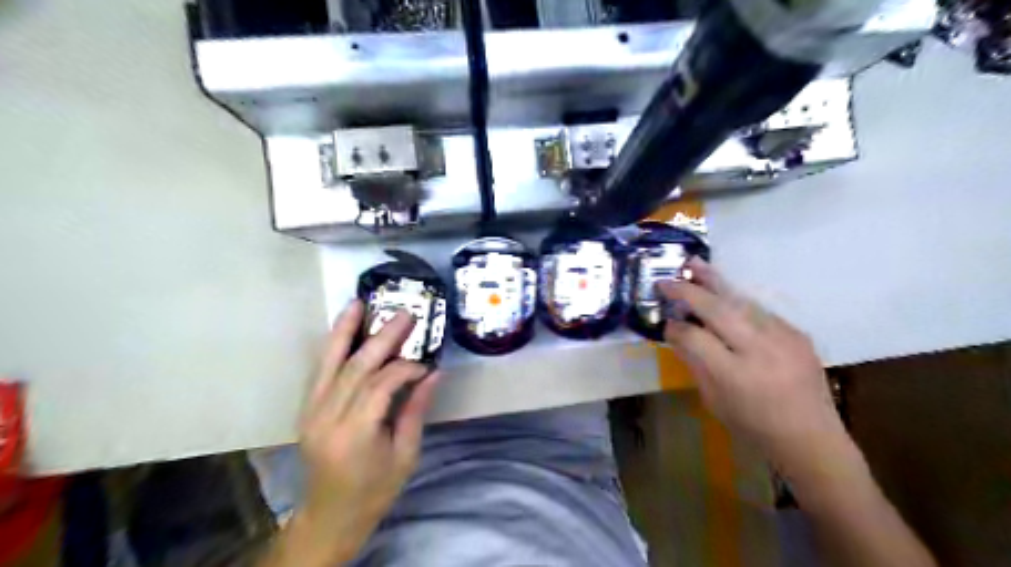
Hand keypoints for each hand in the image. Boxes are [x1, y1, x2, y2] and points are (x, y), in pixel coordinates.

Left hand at [293, 301, 437, 561]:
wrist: (329, 517)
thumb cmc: (374, 491)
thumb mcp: (405, 455)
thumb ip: (416, 410)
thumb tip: (434, 373)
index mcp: (355, 434)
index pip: (381, 386)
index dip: (406, 368)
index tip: (426, 363)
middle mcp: (328, 418)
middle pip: (356, 368)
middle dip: (383, 338)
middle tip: (405, 313)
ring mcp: (311, 412)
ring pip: (330, 362)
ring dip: (346, 331)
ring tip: (359, 303)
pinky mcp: (307, 409)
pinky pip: (320, 371)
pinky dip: (332, 347)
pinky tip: (343, 328)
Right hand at [665, 260, 846, 467]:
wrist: (812, 439)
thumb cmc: (753, 427)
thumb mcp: (714, 400)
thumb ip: (694, 363)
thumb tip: (676, 332)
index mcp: (735, 375)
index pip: (695, 337)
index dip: (675, 327)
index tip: (664, 323)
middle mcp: (760, 350)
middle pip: (718, 309)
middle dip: (689, 291)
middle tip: (667, 280)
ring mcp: (783, 338)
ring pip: (741, 301)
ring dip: (715, 282)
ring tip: (694, 264)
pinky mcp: (797, 334)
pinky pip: (760, 311)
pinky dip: (737, 302)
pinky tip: (724, 296)